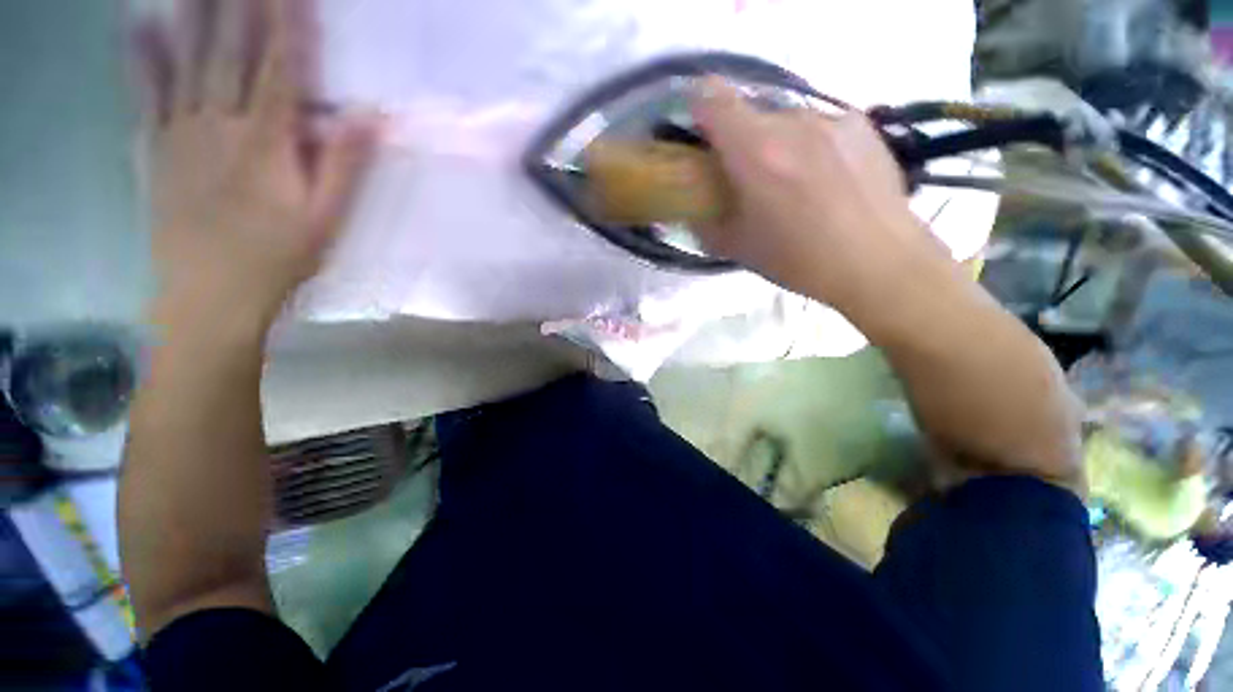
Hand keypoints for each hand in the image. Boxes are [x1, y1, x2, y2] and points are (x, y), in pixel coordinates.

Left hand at [137, 0, 377, 333]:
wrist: (210, 295)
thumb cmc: (278, 258)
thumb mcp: (326, 219)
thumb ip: (344, 165)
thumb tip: (371, 116)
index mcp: (267, 142)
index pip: (282, 69)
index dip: (288, 23)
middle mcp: (220, 124)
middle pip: (231, 52)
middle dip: (240, 4)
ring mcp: (181, 133)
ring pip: (187, 61)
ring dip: (194, 14)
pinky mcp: (155, 150)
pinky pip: (146, 94)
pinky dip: (141, 57)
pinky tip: (139, 25)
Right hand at [690, 79, 944, 315]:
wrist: (878, 261)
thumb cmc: (798, 259)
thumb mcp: (737, 249)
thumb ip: (705, 223)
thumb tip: (692, 211)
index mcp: (756, 152)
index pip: (713, 99)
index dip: (698, 110)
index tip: (701, 138)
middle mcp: (792, 123)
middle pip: (750, 114)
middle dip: (740, 142)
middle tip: (749, 179)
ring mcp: (831, 119)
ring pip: (785, 121)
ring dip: (776, 145)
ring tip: (793, 184)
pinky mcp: (861, 125)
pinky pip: (818, 126)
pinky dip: (809, 146)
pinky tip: (825, 179)